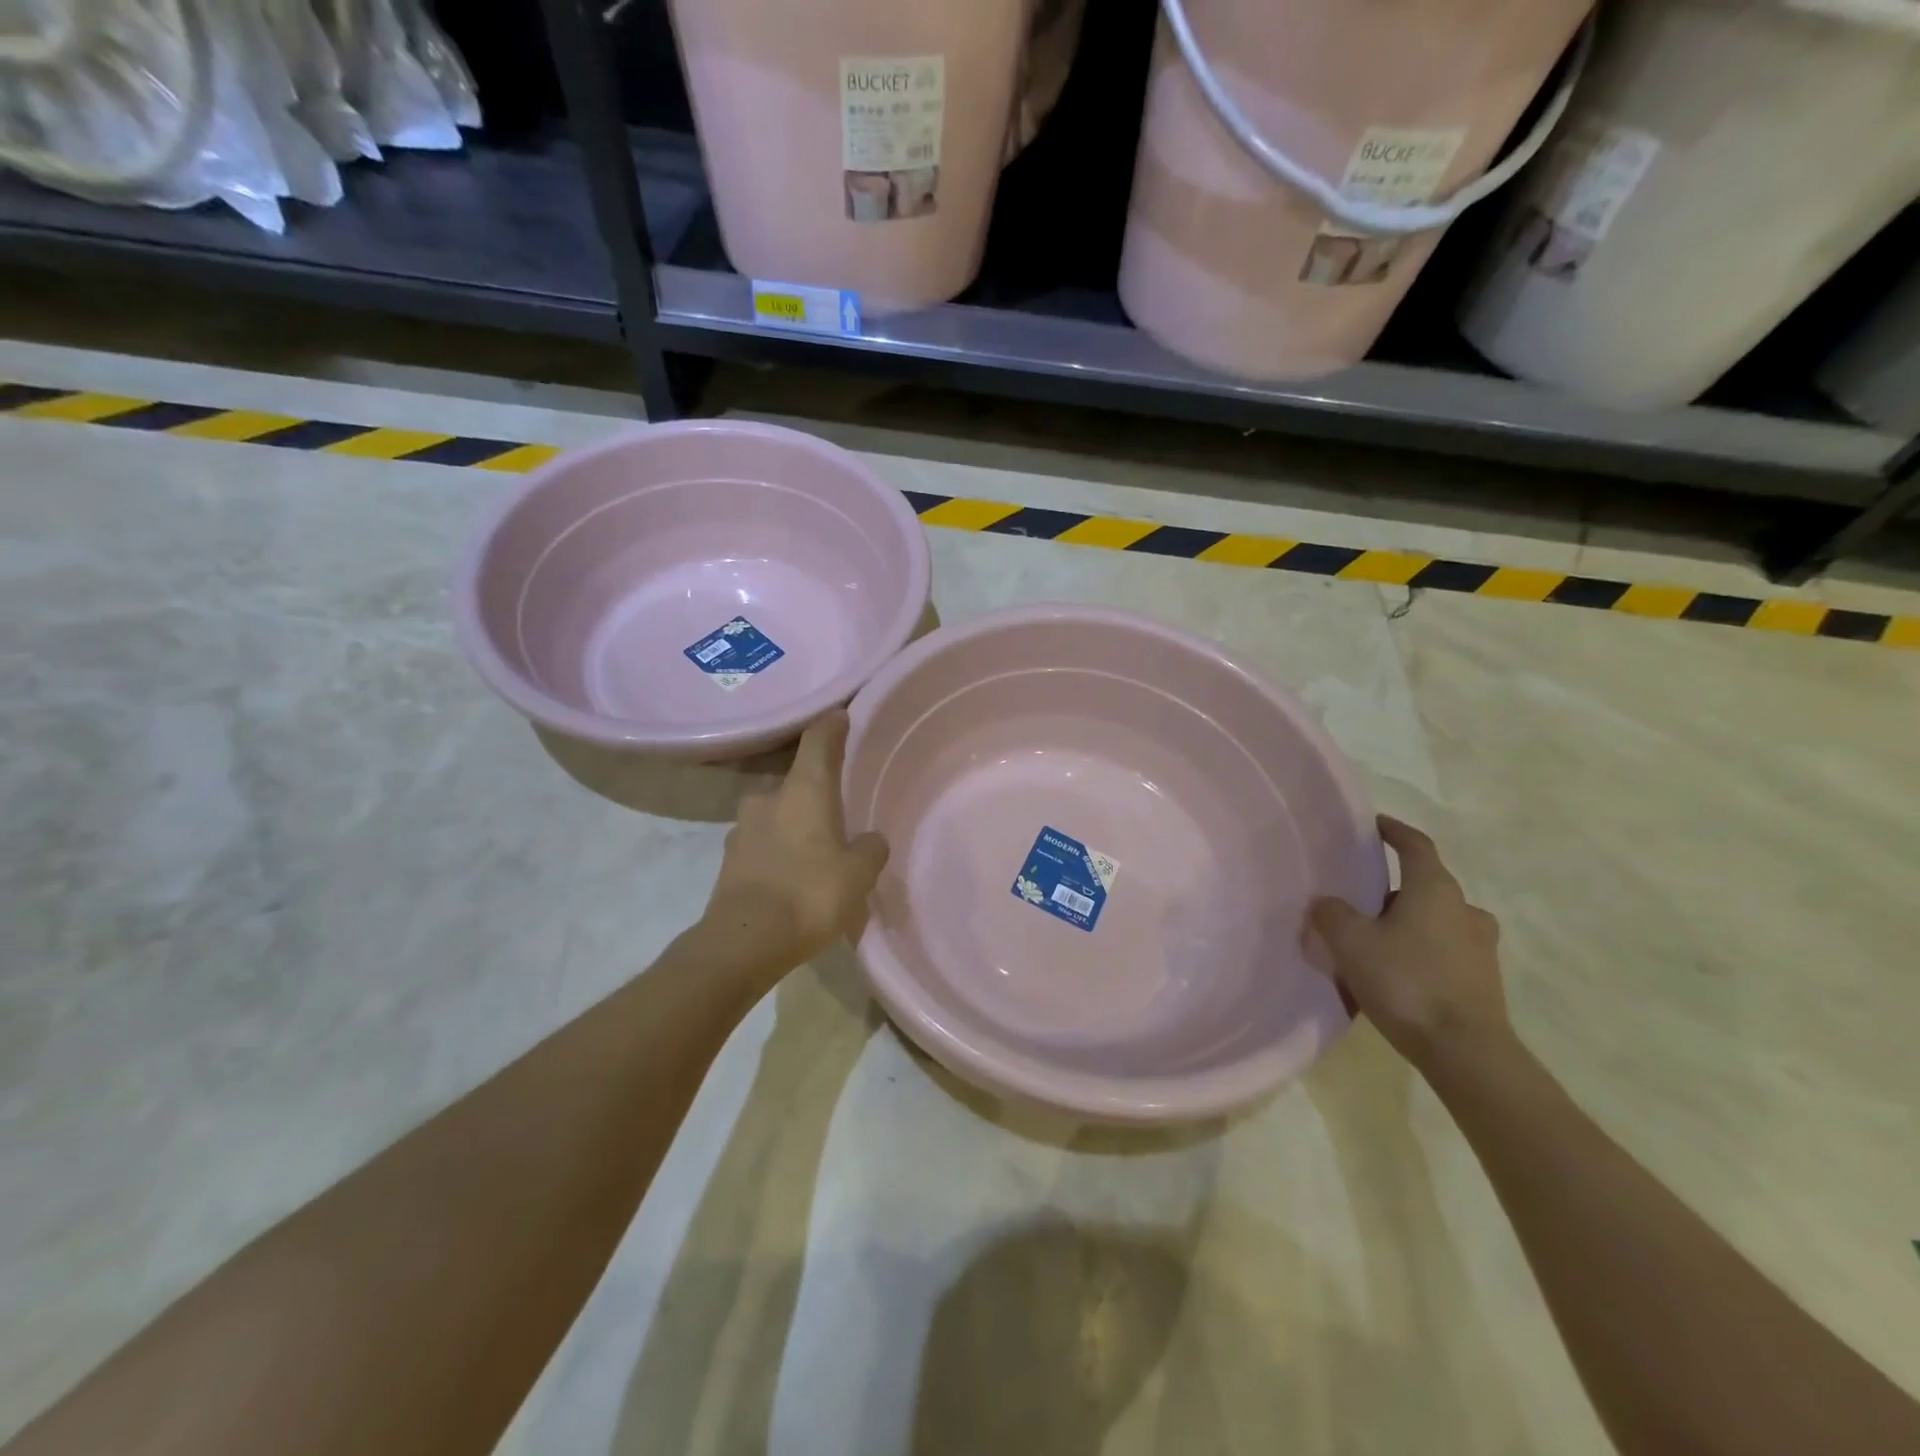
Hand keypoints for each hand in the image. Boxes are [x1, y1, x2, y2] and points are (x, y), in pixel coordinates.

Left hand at [697, 710, 888, 980]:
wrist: (743, 942)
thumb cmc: (809, 895)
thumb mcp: (858, 874)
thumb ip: (869, 849)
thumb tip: (870, 839)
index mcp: (803, 790)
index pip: (818, 741)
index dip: (832, 726)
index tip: (841, 716)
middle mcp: (768, 798)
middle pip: (797, 781)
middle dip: (816, 791)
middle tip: (839, 808)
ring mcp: (743, 827)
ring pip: (777, 813)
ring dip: (796, 822)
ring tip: (817, 848)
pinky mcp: (730, 858)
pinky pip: (763, 842)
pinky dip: (779, 849)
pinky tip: (793, 874)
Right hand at [1306, 816, 1509, 1069]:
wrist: (1465, 1052)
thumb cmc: (1406, 982)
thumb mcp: (1351, 943)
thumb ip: (1332, 914)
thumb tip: (1327, 904)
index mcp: (1434, 889)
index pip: (1415, 845)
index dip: (1394, 831)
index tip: (1375, 825)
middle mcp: (1464, 909)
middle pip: (1426, 884)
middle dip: (1394, 885)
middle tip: (1360, 895)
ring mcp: (1480, 946)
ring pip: (1437, 919)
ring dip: (1409, 920)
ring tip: (1375, 937)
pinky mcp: (1483, 980)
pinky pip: (1445, 950)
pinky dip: (1421, 949)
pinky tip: (1396, 970)